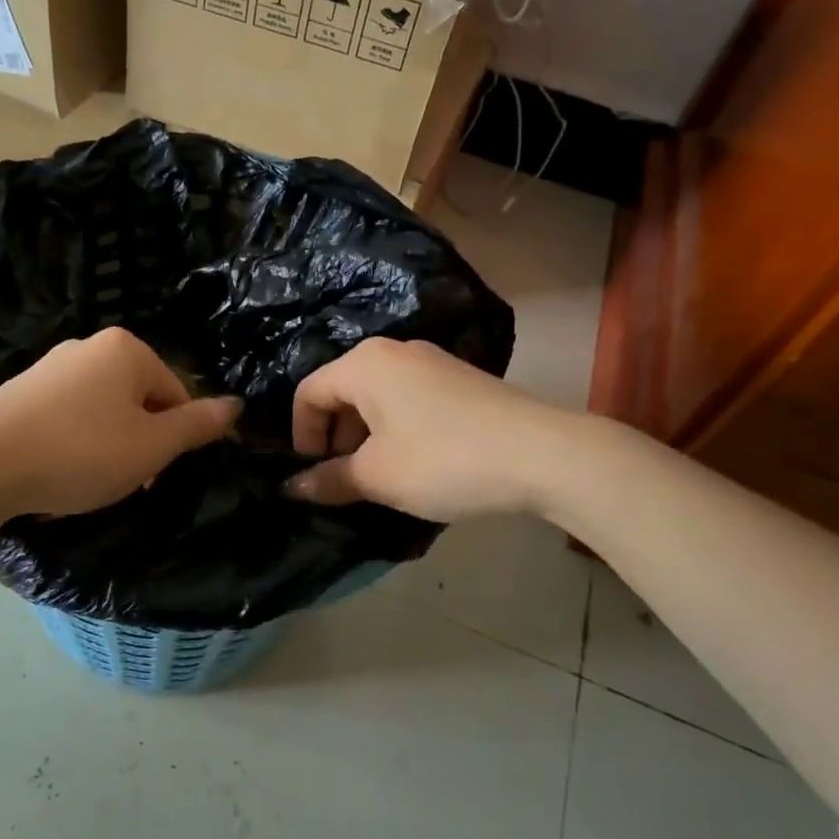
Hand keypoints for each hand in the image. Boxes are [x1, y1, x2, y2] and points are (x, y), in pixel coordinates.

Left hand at [0, 328, 239, 518]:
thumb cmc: (80, 451)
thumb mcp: (151, 446)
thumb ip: (197, 425)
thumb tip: (237, 405)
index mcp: (127, 349)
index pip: (177, 393)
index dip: (176, 438)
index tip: (155, 474)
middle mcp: (89, 346)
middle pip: (140, 399)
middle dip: (141, 441)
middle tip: (126, 481)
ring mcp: (51, 366)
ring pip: (104, 410)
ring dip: (110, 445)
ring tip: (90, 480)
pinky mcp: (21, 390)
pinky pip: (68, 416)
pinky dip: (75, 442)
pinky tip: (59, 469)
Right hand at [286, 339, 562, 521]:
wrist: (543, 454)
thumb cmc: (443, 459)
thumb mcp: (378, 476)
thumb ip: (329, 479)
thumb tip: (294, 487)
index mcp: (364, 364)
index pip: (308, 393)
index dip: (301, 437)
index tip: (313, 476)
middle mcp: (393, 352)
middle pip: (342, 392)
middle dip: (335, 439)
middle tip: (346, 481)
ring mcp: (431, 362)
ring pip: (377, 399)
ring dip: (366, 438)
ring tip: (381, 479)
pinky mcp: (459, 380)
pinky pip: (408, 401)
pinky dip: (397, 431)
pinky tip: (417, 465)